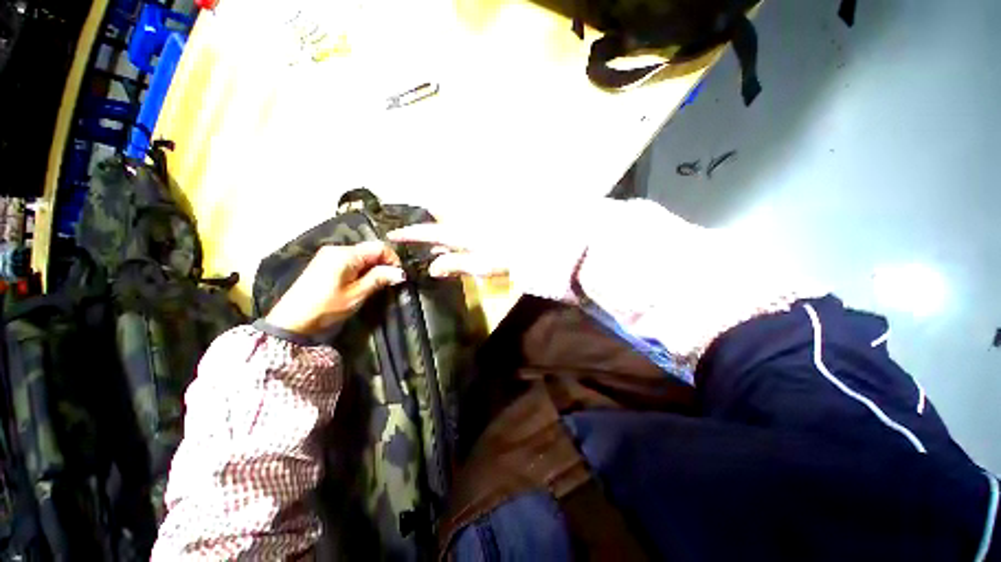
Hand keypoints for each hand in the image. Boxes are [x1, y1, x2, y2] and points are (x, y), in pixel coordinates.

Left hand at [264, 241, 405, 335]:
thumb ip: (379, 279)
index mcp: (346, 254)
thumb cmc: (326, 307)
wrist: (291, 321)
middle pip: (370, 249)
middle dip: (383, 263)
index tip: (398, 276)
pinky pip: (351, 260)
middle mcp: (337, 249)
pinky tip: (361, 282)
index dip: (393, 259)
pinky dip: (361, 269)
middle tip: (389, 282)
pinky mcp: (325, 263)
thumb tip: (400, 273)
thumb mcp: (357, 294)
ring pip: (361, 255)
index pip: (379, 247)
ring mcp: (329, 255)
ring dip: (373, 267)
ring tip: (376, 284)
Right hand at [387, 223, 510, 278]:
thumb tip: (432, 267)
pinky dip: (454, 229)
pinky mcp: (483, 222)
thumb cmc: (505, 256)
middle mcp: (464, 221)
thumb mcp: (479, 265)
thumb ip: (454, 264)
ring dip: (439, 227)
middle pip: (438, 216)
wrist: (531, 244)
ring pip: (449, 218)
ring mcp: (474, 219)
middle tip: (416, 235)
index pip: (428, 232)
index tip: (392, 234)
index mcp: (459, 233)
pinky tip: (457, 241)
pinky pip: (462, 222)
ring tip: (435, 243)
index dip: (409, 234)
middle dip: (425, 222)